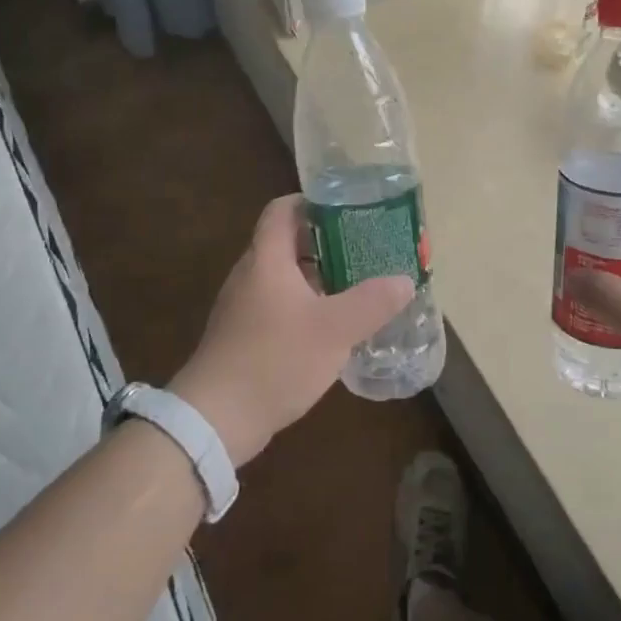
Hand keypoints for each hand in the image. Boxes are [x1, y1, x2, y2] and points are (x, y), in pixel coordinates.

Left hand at [169, 194, 413, 466]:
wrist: (215, 419)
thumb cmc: (275, 360)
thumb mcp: (334, 330)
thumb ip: (372, 302)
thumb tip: (404, 280)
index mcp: (267, 259)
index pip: (283, 209)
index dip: (313, 201)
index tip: (348, 208)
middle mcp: (251, 274)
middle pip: (287, 242)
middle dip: (326, 242)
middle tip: (365, 249)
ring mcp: (243, 307)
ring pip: (285, 277)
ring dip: (318, 277)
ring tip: (356, 286)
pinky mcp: (243, 336)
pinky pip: (278, 305)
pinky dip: (305, 306)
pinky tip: (331, 327)